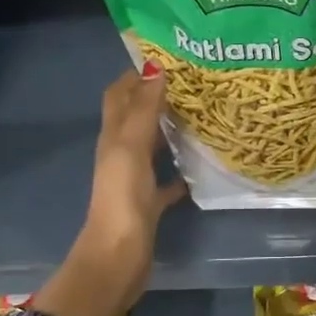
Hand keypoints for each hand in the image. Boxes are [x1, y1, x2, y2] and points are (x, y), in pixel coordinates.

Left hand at [73, 63, 186, 309]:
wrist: (118, 257)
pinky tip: (202, 165)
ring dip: (171, 129)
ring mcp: (134, 180)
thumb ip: (144, 109)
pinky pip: (166, 180)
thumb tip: (156, 66)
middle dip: (158, 96)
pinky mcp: (149, 204)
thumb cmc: (123, 198)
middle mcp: (121, 153)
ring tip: (203, 114)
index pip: (119, 94)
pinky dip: (181, 170)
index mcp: (113, 137)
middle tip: (194, 82)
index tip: (169, 58)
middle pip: (137, 116)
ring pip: (152, 145)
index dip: (136, 74)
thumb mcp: (131, 148)